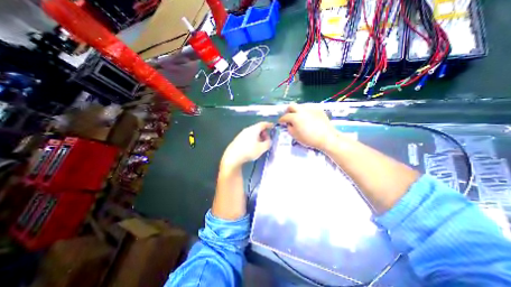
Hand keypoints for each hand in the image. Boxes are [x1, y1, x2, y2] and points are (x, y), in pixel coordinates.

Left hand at [221, 122, 272, 169]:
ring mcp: (241, 134)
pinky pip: (248, 137)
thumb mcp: (262, 148)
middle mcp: (247, 129)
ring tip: (260, 145)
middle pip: (257, 128)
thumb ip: (268, 143)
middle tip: (267, 140)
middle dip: (264, 133)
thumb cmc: (249, 151)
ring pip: (252, 133)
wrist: (232, 156)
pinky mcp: (238, 139)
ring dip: (258, 137)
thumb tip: (269, 140)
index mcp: (254, 129)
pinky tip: (252, 147)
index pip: (263, 124)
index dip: (269, 125)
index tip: (272, 126)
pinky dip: (253, 140)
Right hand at [278, 103, 337, 151]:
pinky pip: (309, 107)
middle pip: (292, 106)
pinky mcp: (318, 109)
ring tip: (298, 116)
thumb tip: (289, 124)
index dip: (281, 119)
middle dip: (288, 110)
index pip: (285, 116)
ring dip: (297, 110)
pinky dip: (305, 110)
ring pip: (300, 105)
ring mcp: (311, 108)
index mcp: (295, 117)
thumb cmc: (309, 139)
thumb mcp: (295, 136)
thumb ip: (289, 128)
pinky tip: (307, 116)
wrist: (326, 137)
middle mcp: (302, 110)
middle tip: (288, 116)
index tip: (280, 122)